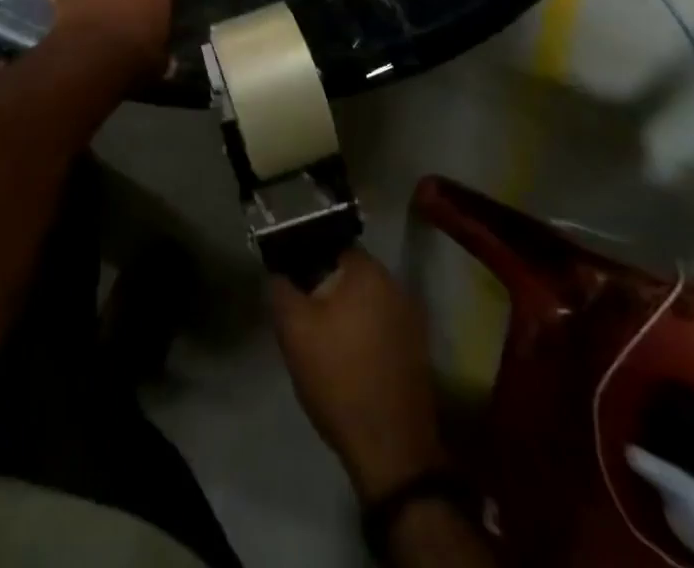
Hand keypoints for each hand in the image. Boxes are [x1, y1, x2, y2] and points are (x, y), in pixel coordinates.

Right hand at [270, 248, 447, 502]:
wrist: (390, 450)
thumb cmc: (339, 378)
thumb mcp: (294, 330)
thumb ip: (280, 289)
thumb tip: (277, 271)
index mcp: (368, 271)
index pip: (330, 244)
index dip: (305, 257)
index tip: (289, 279)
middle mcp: (395, 284)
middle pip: (349, 273)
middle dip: (324, 286)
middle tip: (300, 310)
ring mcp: (410, 318)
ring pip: (365, 300)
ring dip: (344, 311)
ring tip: (320, 337)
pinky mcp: (416, 349)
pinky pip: (381, 325)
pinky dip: (362, 332)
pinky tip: (346, 358)